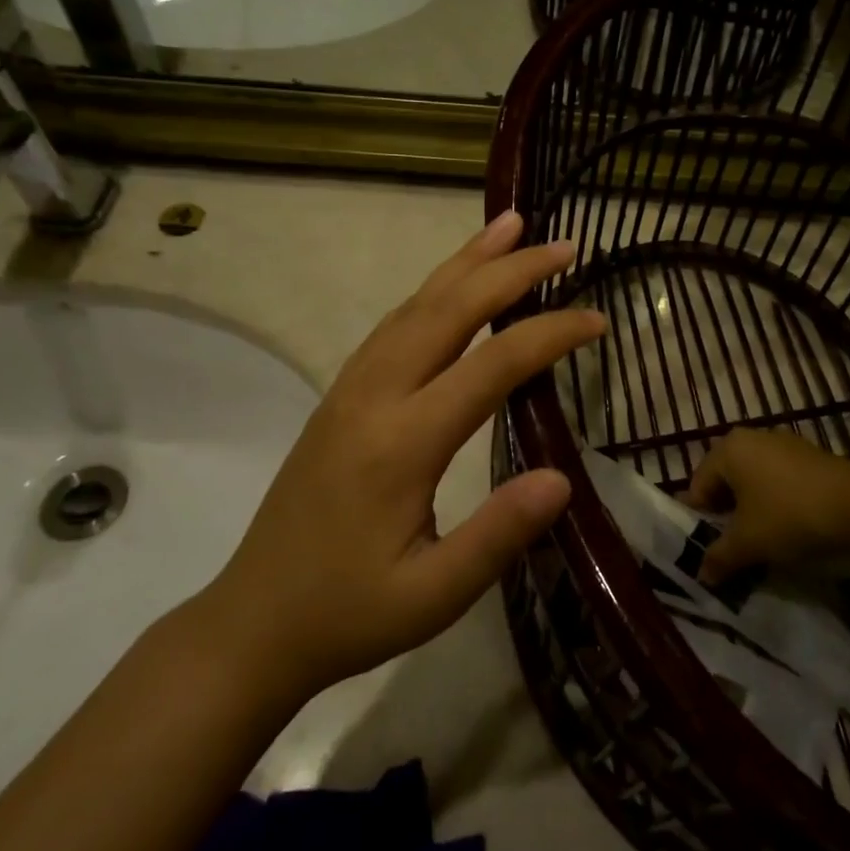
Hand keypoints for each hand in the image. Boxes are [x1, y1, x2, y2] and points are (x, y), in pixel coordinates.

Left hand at [203, 212, 603, 706]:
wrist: (253, 623)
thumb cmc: (348, 614)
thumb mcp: (432, 596)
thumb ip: (497, 536)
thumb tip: (563, 477)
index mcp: (402, 442)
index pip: (491, 365)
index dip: (549, 335)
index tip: (596, 319)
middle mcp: (374, 395)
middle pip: (449, 310)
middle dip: (510, 270)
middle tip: (562, 246)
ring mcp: (350, 389)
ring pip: (415, 304)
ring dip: (466, 263)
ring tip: (508, 227)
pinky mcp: (340, 395)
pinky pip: (394, 323)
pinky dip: (433, 290)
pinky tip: (452, 285)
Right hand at [676, 428, 849, 584]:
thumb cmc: (790, 516)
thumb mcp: (749, 543)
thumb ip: (719, 557)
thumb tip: (702, 574)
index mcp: (728, 449)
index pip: (698, 485)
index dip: (699, 520)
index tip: (707, 550)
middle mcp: (751, 438)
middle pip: (725, 481)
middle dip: (725, 515)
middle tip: (732, 548)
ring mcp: (782, 444)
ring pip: (753, 481)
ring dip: (751, 510)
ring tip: (760, 542)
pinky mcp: (808, 456)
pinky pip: (778, 480)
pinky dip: (775, 502)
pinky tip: (787, 528)